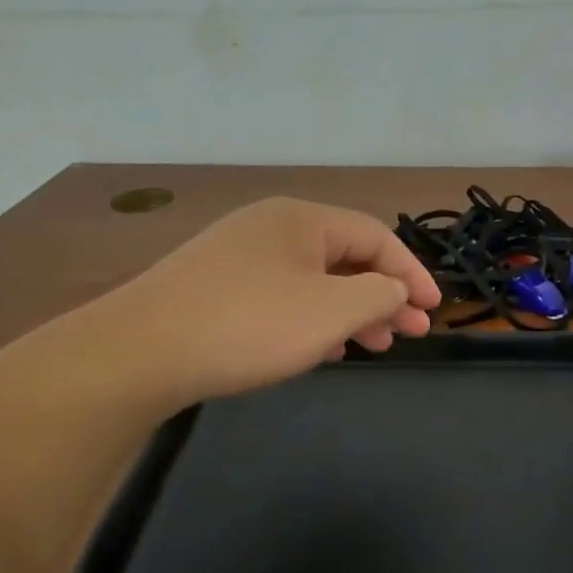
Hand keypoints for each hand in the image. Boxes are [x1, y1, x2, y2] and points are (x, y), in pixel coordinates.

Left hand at [109, 197, 440, 407]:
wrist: (139, 352)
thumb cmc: (248, 325)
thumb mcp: (331, 311)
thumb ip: (379, 296)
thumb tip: (395, 290)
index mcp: (301, 219)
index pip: (376, 236)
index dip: (412, 273)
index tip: (433, 311)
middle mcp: (270, 228)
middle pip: (345, 257)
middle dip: (383, 296)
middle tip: (407, 334)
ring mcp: (238, 258)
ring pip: (313, 281)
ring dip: (349, 312)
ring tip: (369, 348)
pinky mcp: (216, 289)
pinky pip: (282, 297)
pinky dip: (311, 320)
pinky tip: (320, 350)